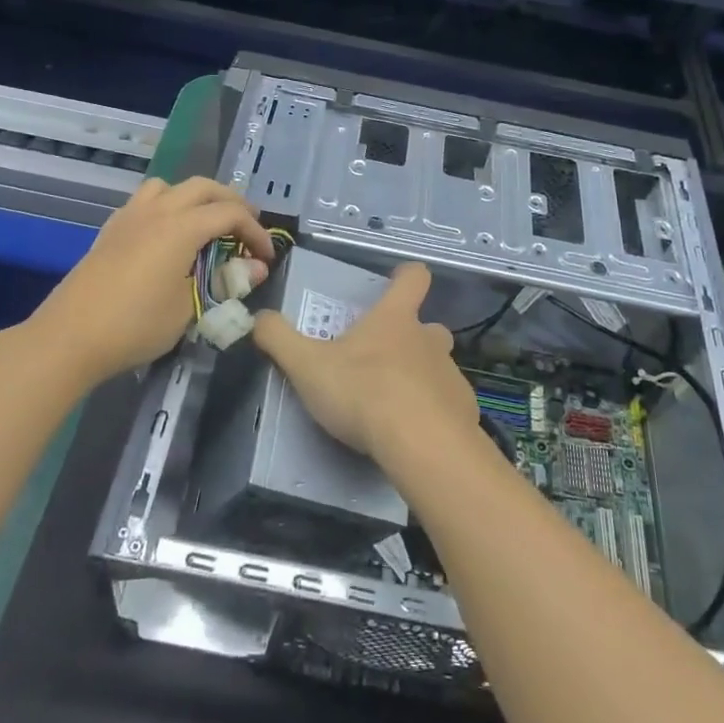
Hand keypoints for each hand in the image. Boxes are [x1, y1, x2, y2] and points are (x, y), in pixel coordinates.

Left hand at [29, 177, 273, 383]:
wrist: (69, 337)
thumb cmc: (136, 325)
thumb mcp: (189, 309)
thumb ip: (223, 283)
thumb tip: (254, 269)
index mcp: (181, 227)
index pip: (230, 213)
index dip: (255, 232)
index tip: (267, 257)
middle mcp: (157, 211)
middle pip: (203, 187)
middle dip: (231, 202)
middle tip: (246, 228)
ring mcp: (130, 217)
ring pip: (170, 187)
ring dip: (194, 198)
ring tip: (204, 224)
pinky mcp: (111, 230)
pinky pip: (145, 202)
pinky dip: (167, 207)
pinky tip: (166, 237)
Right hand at [253, 262, 477, 463]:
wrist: (422, 446)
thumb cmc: (363, 393)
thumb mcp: (307, 366)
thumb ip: (278, 338)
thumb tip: (258, 317)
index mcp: (395, 320)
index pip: (413, 278)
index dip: (406, 276)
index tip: (397, 281)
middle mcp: (429, 340)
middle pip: (429, 327)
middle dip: (411, 339)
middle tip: (384, 361)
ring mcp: (451, 375)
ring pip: (439, 367)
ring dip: (421, 378)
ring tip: (395, 406)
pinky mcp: (465, 412)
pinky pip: (448, 405)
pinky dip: (434, 414)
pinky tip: (414, 436)